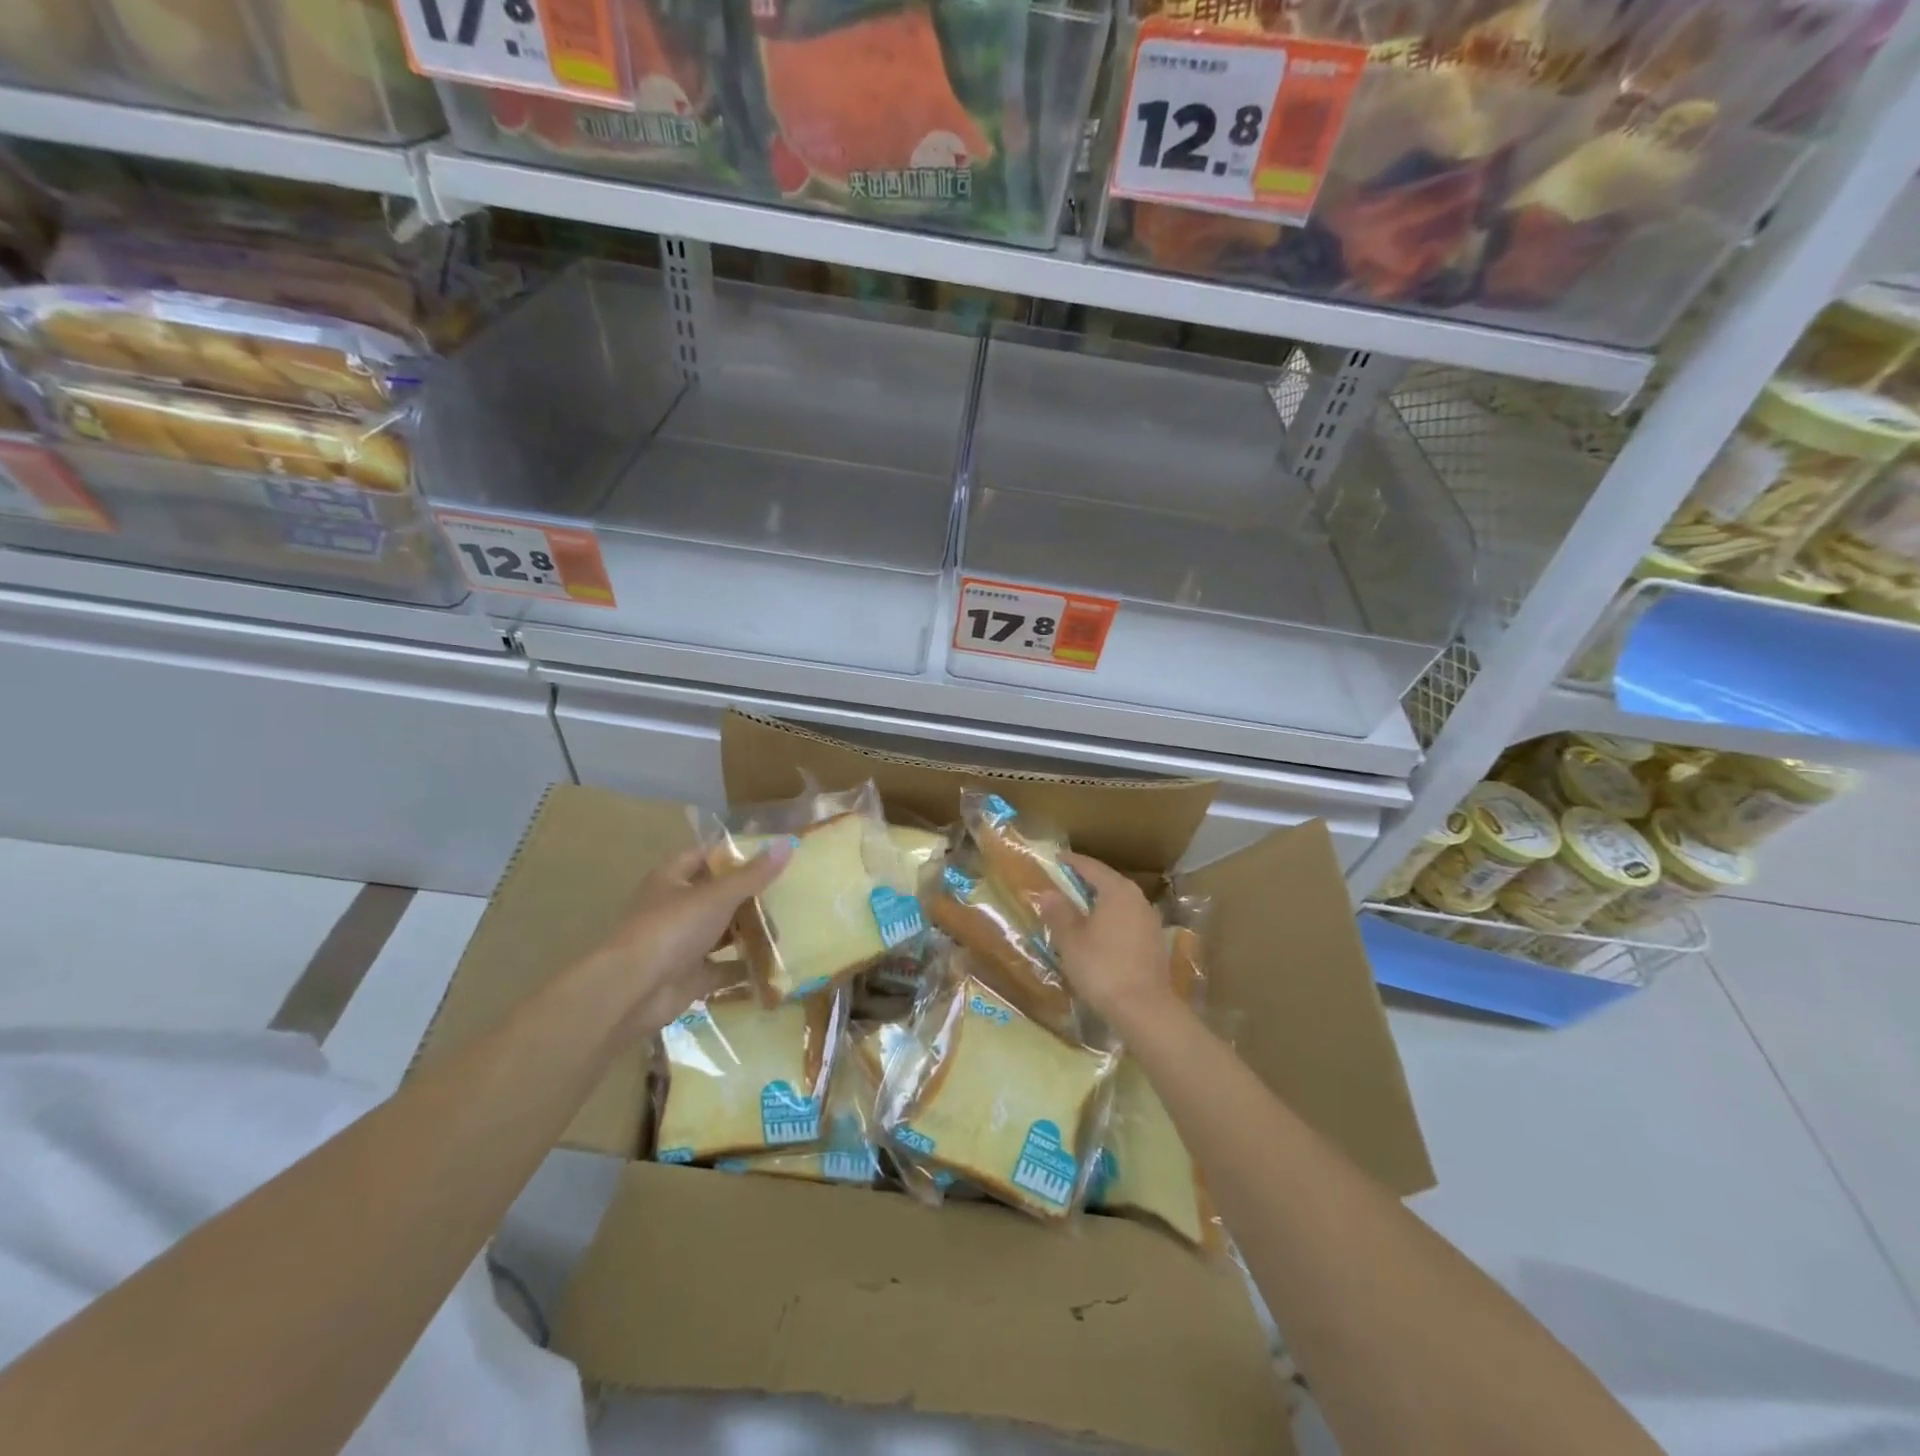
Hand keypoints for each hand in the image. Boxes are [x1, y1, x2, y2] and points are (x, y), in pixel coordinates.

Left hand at [590, 840, 790, 1037]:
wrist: (632, 991)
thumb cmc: (672, 929)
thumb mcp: (718, 896)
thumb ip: (754, 874)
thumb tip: (789, 843)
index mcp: (671, 879)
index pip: (704, 857)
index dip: (732, 855)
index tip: (768, 856)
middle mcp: (675, 909)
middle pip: (716, 896)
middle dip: (748, 897)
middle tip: (788, 894)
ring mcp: (681, 945)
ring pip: (721, 933)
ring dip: (749, 932)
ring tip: (788, 926)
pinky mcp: (690, 977)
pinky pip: (724, 969)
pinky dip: (746, 968)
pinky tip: (776, 964)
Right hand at [1035, 853, 1177, 1034]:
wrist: (1144, 1009)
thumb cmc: (1101, 967)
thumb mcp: (1071, 940)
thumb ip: (1059, 912)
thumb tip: (1048, 892)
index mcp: (1118, 890)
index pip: (1091, 867)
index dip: (1071, 862)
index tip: (1055, 859)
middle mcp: (1138, 899)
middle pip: (1108, 883)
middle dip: (1085, 882)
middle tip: (1063, 883)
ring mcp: (1150, 921)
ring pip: (1119, 903)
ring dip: (1099, 903)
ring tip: (1078, 909)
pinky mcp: (1154, 943)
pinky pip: (1127, 921)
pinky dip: (1110, 921)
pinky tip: (1098, 934)